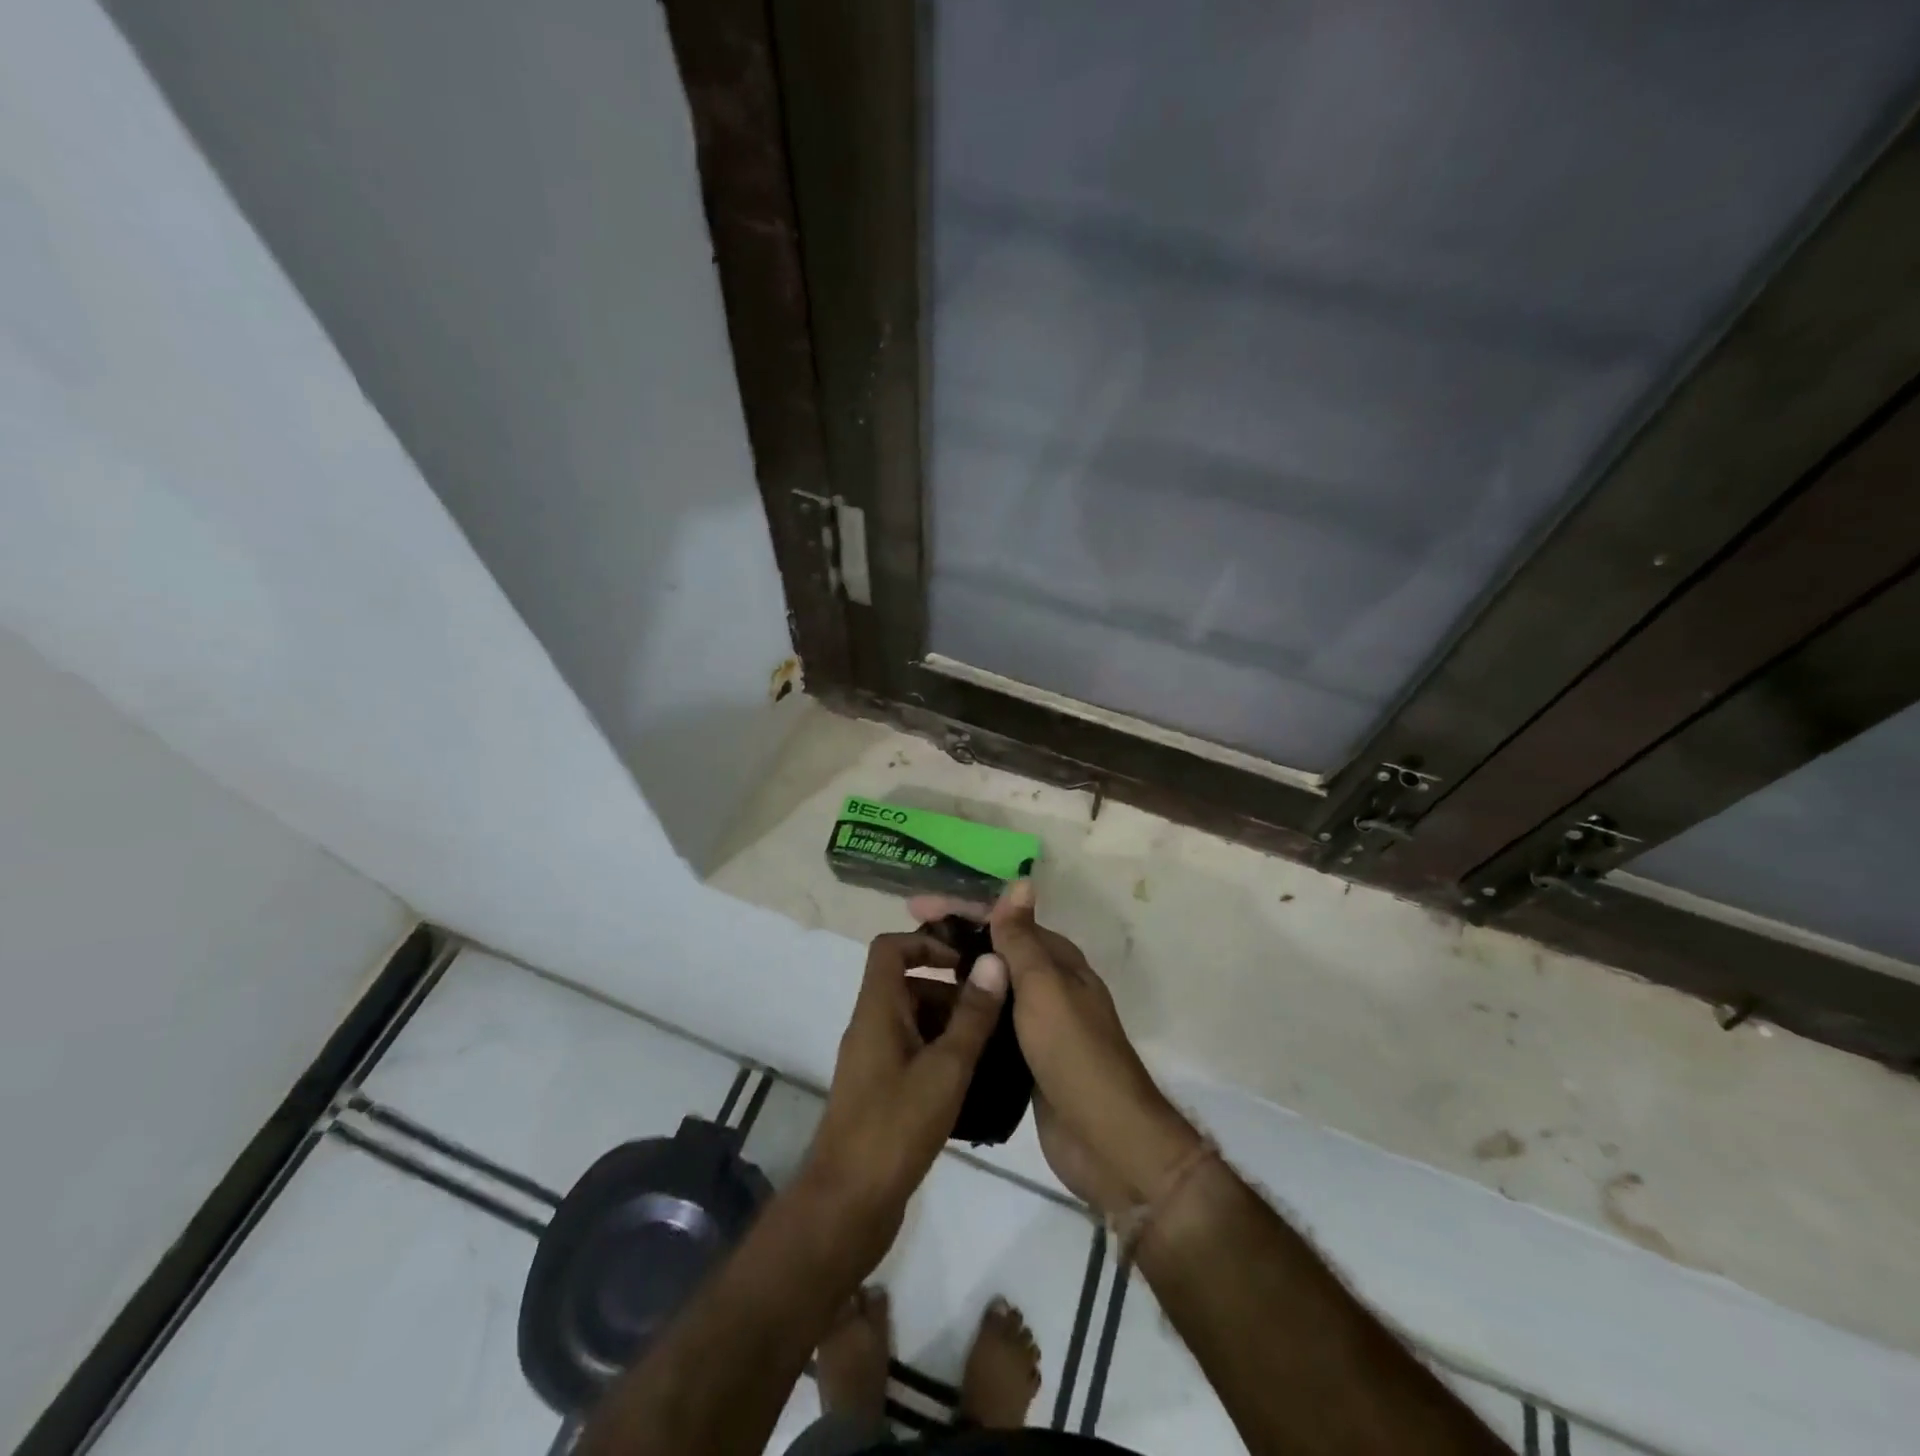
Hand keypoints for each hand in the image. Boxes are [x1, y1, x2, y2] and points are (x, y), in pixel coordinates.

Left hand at [798, 931, 1007, 1270]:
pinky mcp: (881, 1092)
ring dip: (951, 1025)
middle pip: (908, 985)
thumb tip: (995, 961)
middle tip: (997, 1010)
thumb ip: (972, 1015)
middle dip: (952, 991)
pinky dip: (942, 1055)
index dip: (927, 941)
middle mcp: (871, 1027)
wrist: (847, 1206)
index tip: (966, 961)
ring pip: (914, 1021)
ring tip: (995, 1045)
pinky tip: (976, 1080)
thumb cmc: (896, 1127)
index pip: (890, 948)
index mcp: (877, 1010)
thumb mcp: (946, 1068)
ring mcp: (874, 1062)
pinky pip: (914, 1054)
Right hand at [908, 883, 1199, 1217]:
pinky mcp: (1026, 1062)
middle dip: (952, 945)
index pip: (1004, 921)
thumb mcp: (1045, 988)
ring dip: (954, 983)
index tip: (915, 907)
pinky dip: (964, 1020)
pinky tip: (930, 1026)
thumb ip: (1024, 939)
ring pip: (990, 993)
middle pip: (995, 954)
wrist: (1106, 1141)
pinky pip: (990, 1029)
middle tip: (903, 946)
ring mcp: (1038, 1026)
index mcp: (1057, 962)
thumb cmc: (1074, 1054)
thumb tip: (1022, 880)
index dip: (961, 910)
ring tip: (904, 983)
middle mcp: (1049, 987)